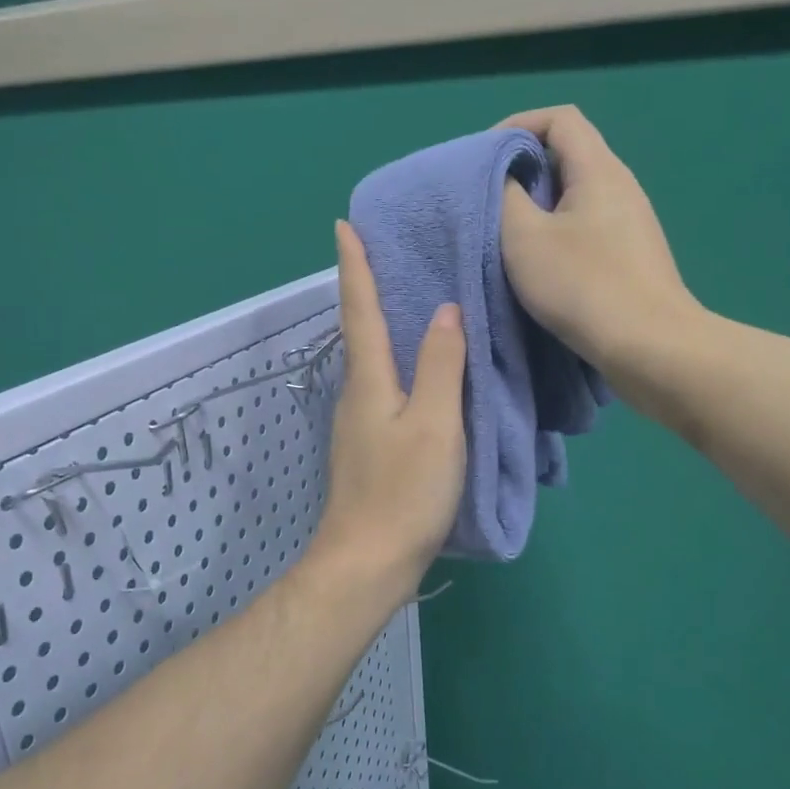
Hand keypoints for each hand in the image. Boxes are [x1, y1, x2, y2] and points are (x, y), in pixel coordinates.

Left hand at [307, 221, 466, 603]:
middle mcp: (356, 395)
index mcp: (369, 381)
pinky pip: (386, 390)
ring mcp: (359, 425)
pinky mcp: (369, 449)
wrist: (367, 563)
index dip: (355, 267)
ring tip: (413, 302)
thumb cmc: (403, 492)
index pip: (360, 310)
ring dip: (385, 327)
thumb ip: (442, 366)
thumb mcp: (435, 425)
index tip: (343, 225)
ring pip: (374, 363)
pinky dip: (399, 365)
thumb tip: (446, 311)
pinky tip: (420, 371)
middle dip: (368, 289)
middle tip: (388, 254)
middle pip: (362, 332)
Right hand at [497, 106, 700, 380]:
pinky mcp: (632, 256)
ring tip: (508, 234)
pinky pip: (587, 226)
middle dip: (524, 168)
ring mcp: (632, 223)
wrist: (650, 347)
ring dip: (539, 205)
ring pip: (577, 195)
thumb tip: (504, 178)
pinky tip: (541, 264)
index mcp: (599, 170)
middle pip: (569, 154)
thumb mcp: (524, 238)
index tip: (484, 158)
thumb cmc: (583, 286)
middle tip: (489, 198)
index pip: (560, 119)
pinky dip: (557, 232)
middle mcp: (622, 186)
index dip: (518, 125)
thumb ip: (505, 196)